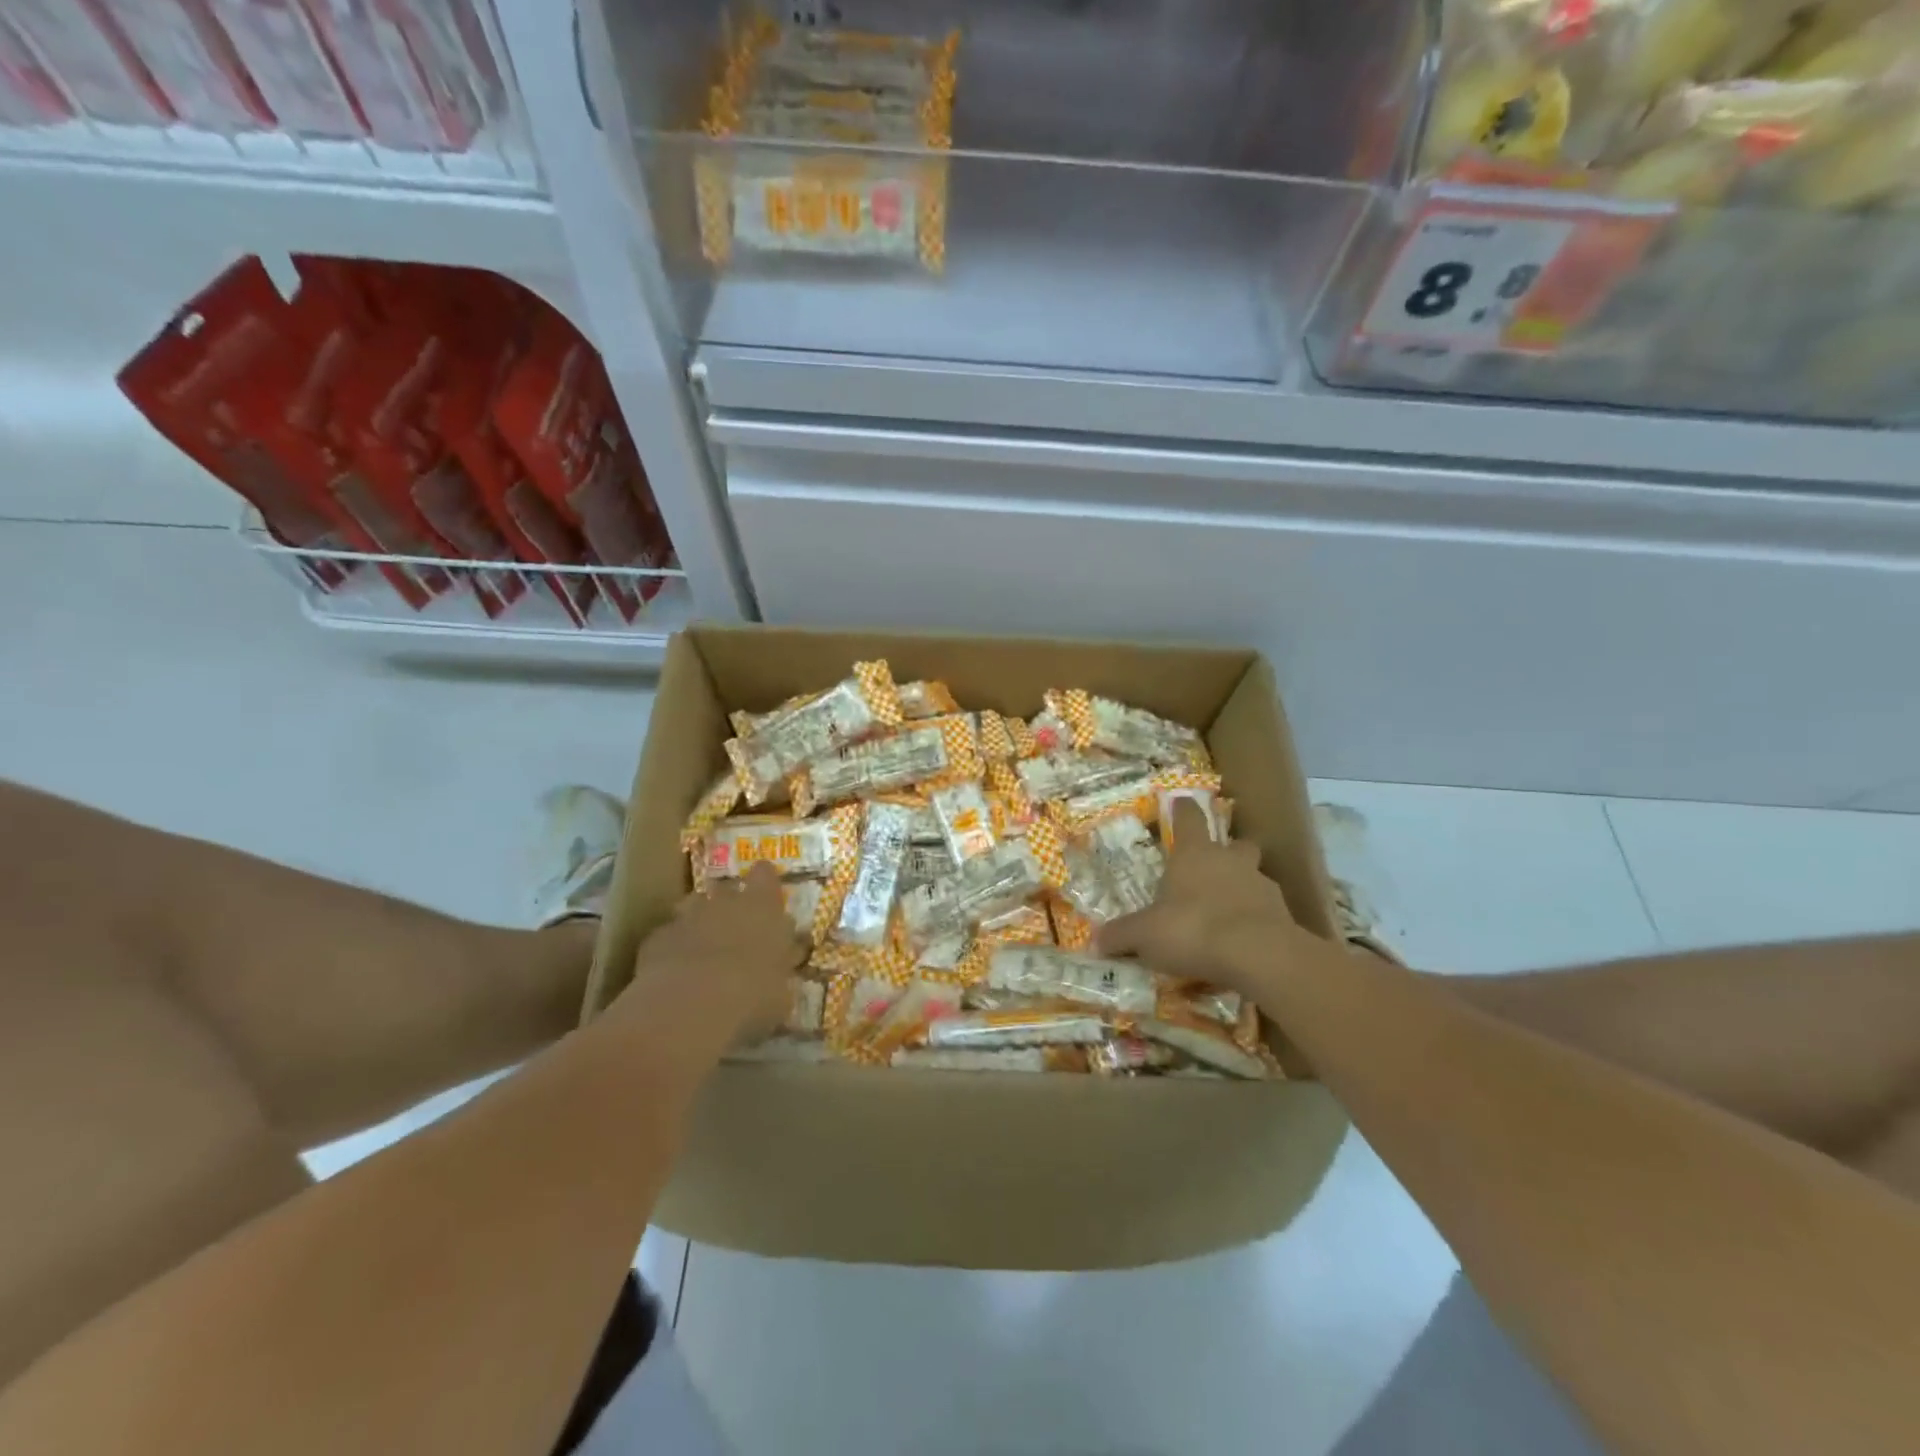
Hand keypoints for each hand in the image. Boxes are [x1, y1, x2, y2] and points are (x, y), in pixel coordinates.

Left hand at [614, 863, 805, 1052]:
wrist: (688, 1008)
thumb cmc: (751, 996)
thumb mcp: (781, 993)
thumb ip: (781, 973)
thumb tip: (782, 971)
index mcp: (763, 907)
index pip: (766, 876)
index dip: (765, 882)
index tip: (767, 895)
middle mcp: (725, 903)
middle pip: (726, 889)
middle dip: (730, 905)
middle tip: (736, 931)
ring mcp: (686, 918)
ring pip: (692, 908)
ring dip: (699, 923)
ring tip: (704, 950)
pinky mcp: (656, 939)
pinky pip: (668, 937)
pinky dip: (673, 949)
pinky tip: (675, 974)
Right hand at [1096, 798, 1314, 998]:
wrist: (1259, 956)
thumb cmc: (1193, 930)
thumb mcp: (1145, 935)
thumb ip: (1121, 935)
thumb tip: (1095, 940)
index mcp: (1194, 854)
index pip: (1189, 818)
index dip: (1183, 809)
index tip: (1180, 801)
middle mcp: (1230, 861)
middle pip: (1235, 843)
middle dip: (1227, 851)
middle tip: (1214, 867)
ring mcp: (1262, 885)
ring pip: (1255, 875)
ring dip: (1243, 887)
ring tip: (1228, 913)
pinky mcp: (1284, 914)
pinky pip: (1268, 911)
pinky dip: (1257, 920)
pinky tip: (1245, 941)